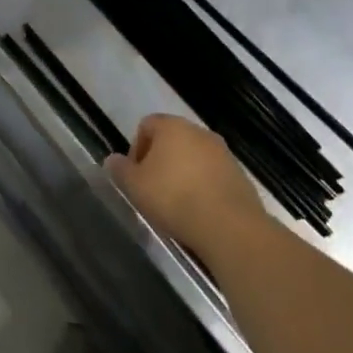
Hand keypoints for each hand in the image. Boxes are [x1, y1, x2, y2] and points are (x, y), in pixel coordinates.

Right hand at [106, 114, 266, 259]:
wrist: (229, 227)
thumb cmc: (174, 198)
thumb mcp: (135, 186)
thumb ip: (120, 170)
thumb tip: (112, 160)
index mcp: (172, 126)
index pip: (146, 125)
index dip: (136, 148)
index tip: (135, 175)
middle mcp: (199, 132)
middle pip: (172, 140)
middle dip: (160, 161)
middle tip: (153, 189)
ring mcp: (223, 153)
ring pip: (194, 158)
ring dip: (184, 174)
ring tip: (177, 204)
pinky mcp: (240, 176)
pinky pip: (214, 176)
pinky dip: (204, 187)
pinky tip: (200, 212)